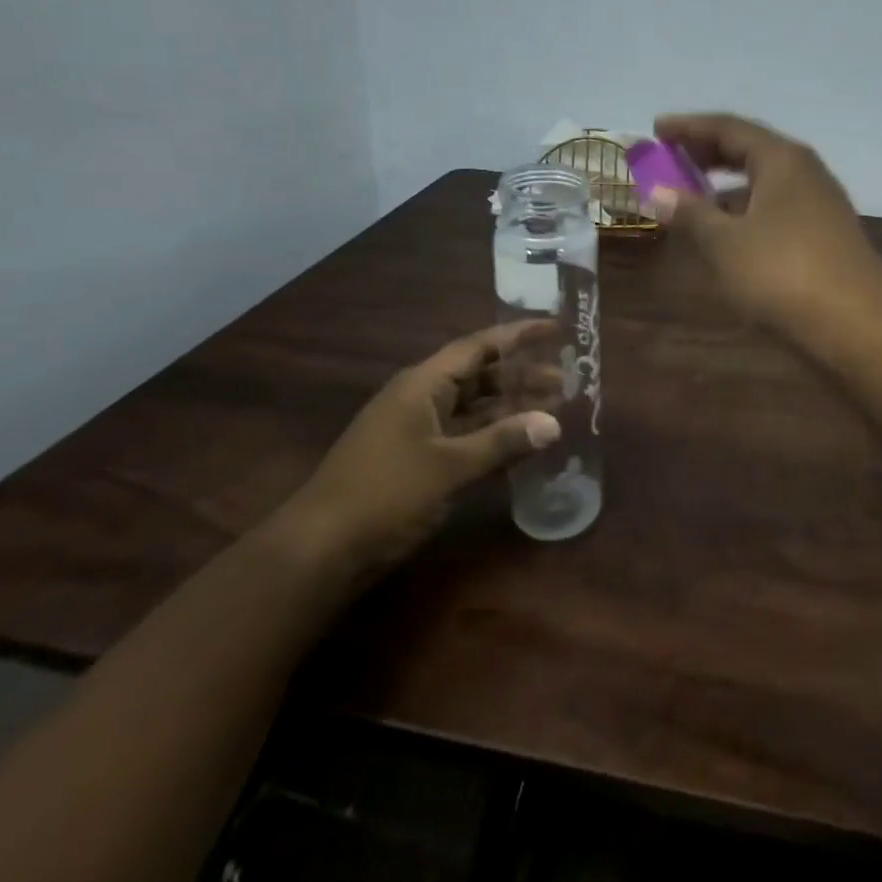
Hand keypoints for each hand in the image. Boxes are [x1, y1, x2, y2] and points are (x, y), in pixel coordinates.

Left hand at [270, 322, 561, 580]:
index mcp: (423, 385)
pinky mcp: (413, 462)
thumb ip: (502, 442)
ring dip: (509, 408)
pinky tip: (518, 446)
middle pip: (479, 376)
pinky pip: (463, 436)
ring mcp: (414, 431)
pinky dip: (491, 436)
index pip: (479, 346)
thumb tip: (554, 423)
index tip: (556, 328)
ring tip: (551, 411)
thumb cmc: (384, 495)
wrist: (316, 554)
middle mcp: (419, 399)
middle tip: (564, 380)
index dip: (519, 335)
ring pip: (472, 408)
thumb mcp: (449, 466)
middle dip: (521, 376)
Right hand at [646, 112, 881, 330]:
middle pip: (749, 149)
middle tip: (671, 156)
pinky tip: (728, 230)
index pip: (728, 127)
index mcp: (781, 159)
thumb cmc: (783, 273)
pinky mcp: (824, 233)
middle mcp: (804, 171)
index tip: (656, 128)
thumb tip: (656, 192)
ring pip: (764, 180)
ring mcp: (819, 203)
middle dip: (707, 151)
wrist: (859, 324)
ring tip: (692, 193)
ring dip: (726, 183)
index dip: (689, 127)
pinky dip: (745, 208)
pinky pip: (775, 205)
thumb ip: (690, 213)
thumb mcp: (725, 243)